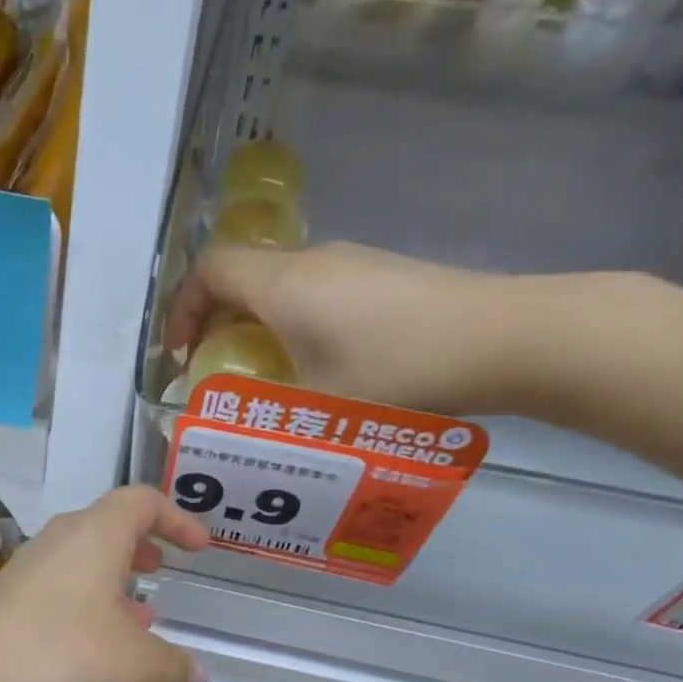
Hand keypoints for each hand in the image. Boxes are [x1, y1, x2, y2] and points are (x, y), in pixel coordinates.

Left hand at [0, 486, 210, 681]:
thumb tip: (198, 670)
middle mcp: (54, 545)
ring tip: (133, 625)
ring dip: (108, 587)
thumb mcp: (136, 669)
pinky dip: (80, 612)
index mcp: (94, 538)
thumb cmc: (65, 664)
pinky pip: (51, 597)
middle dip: (136, 550)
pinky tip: (88, 656)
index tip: (199, 548)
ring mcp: (20, 576)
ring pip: (75, 567)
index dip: (176, 518)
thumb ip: (173, 664)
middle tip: (157, 574)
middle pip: (102, 529)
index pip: (140, 502)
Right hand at [162, 241, 554, 416]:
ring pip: (280, 284)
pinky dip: (294, 323)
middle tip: (216, 374)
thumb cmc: (398, 372)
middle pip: (242, 275)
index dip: (182, 309)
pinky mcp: (382, 275)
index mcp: (284, 285)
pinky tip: (318, 366)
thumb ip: (264, 407)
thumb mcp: (317, 404)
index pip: (209, 269)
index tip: (178, 355)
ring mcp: (352, 263)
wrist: (504, 338)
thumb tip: (231, 421)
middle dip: (216, 322)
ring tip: (265, 378)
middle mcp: (313, 261)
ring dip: (257, 325)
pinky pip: (315, 291)